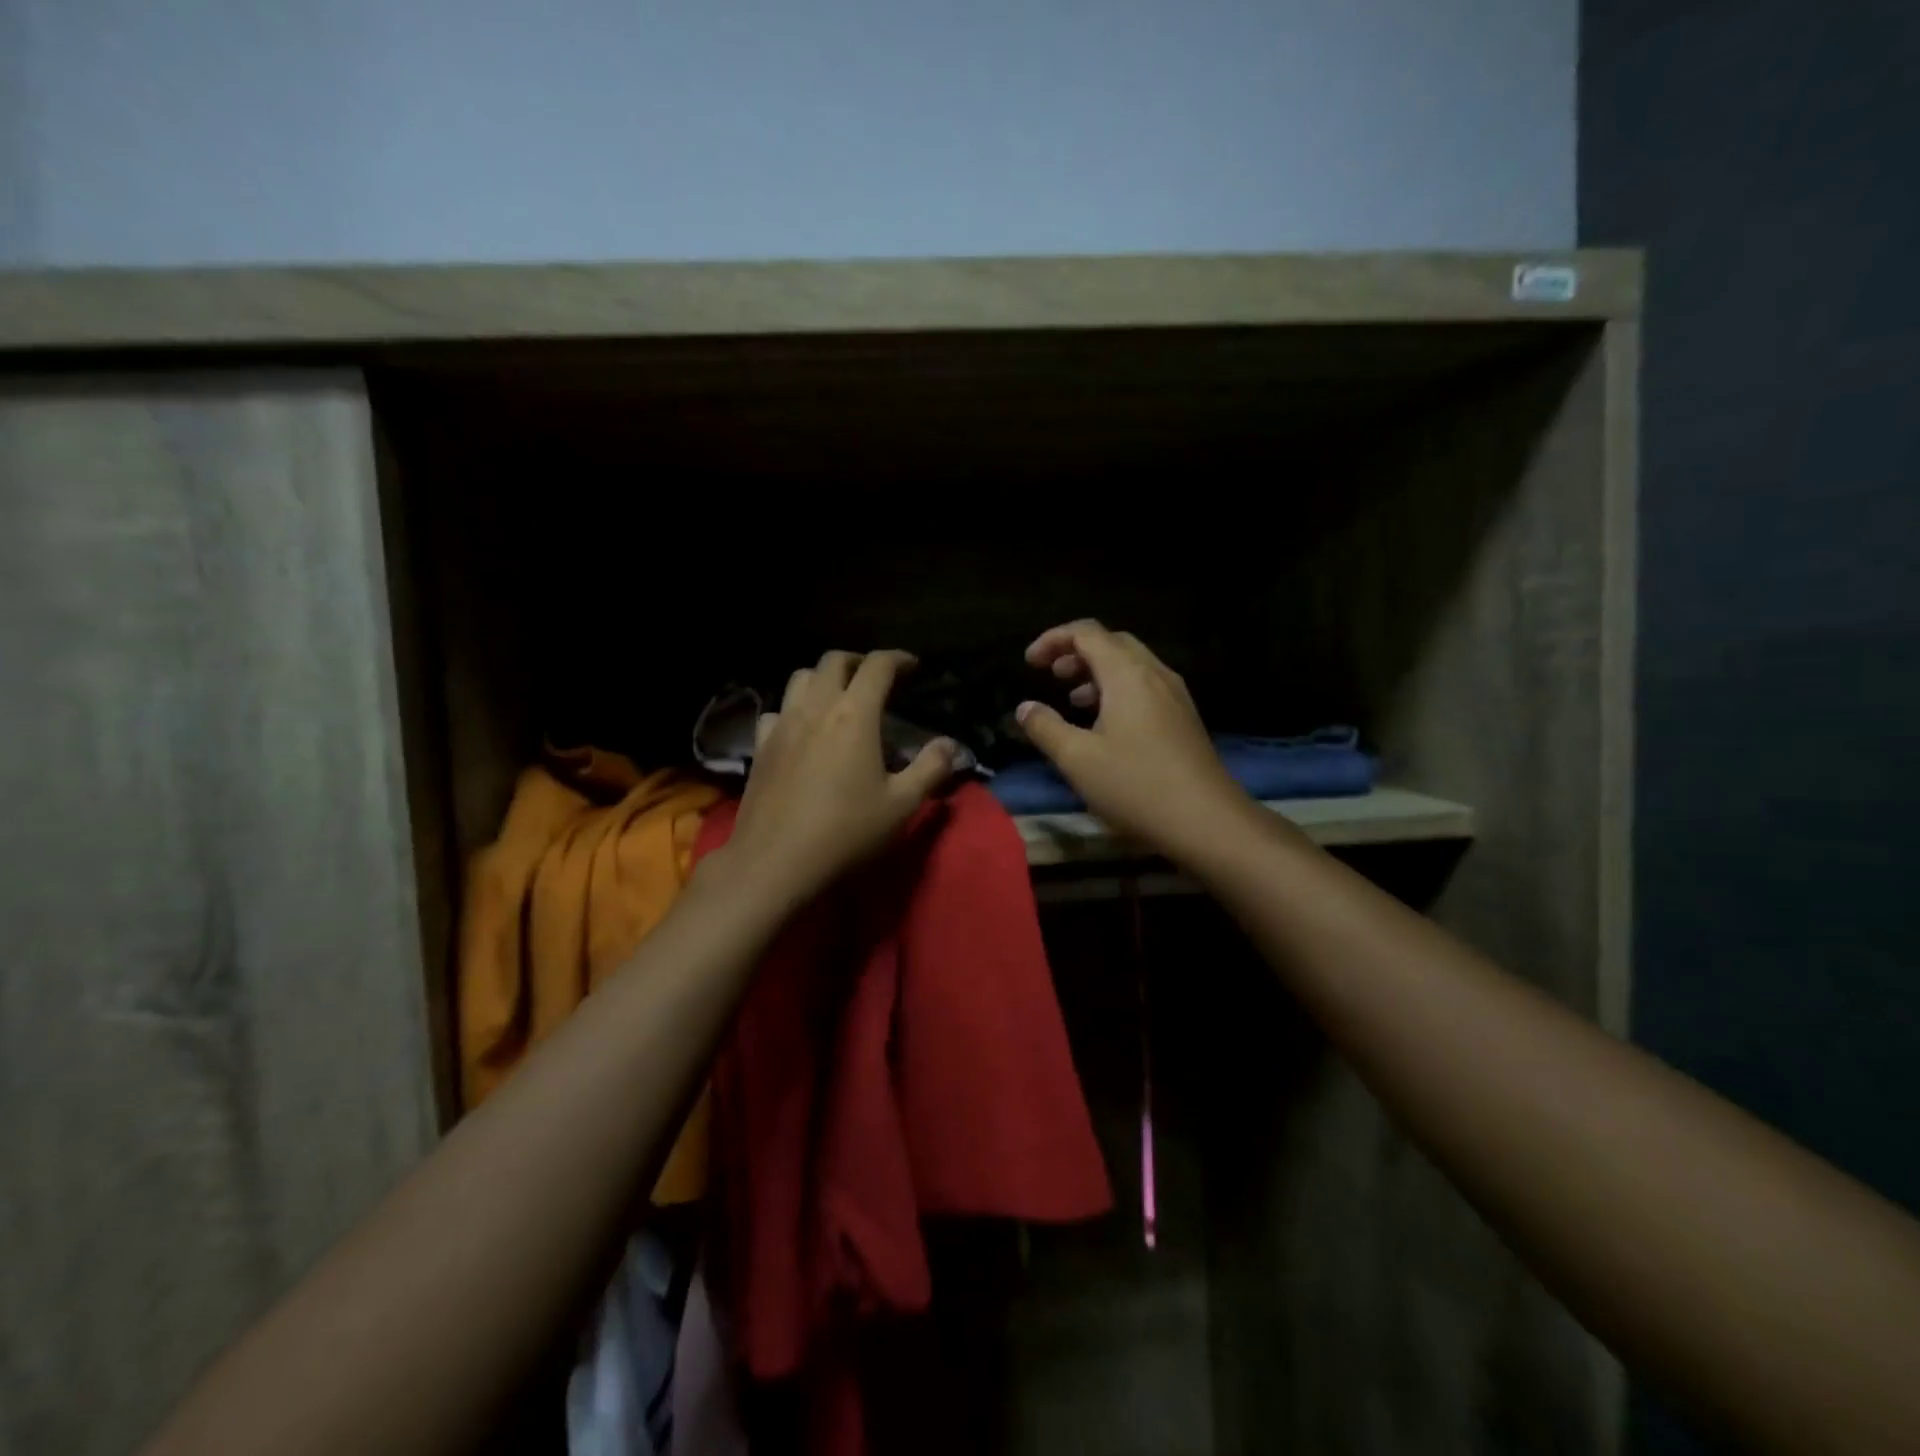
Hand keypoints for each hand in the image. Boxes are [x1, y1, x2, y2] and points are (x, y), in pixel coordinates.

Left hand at [716, 649, 956, 906]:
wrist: (774, 861)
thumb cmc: (845, 832)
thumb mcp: (901, 805)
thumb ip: (930, 769)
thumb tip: (950, 744)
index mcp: (855, 715)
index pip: (877, 666)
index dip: (898, 658)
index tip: (913, 666)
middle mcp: (816, 707)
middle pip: (834, 661)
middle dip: (860, 661)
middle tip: (877, 678)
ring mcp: (782, 724)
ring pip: (801, 677)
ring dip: (824, 677)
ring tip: (840, 697)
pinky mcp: (761, 745)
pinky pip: (777, 710)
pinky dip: (794, 707)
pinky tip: (802, 729)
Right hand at [1018, 621, 1254, 864]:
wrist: (1206, 821)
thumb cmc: (1135, 785)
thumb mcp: (1078, 759)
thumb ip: (1046, 728)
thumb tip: (1024, 708)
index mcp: (1127, 674)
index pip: (1086, 633)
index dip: (1053, 639)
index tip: (1029, 662)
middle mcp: (1154, 674)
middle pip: (1112, 642)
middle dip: (1076, 652)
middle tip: (1050, 675)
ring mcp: (1175, 695)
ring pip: (1131, 666)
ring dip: (1097, 672)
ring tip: (1072, 700)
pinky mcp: (1184, 718)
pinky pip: (1145, 686)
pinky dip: (1118, 690)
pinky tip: (1105, 724)